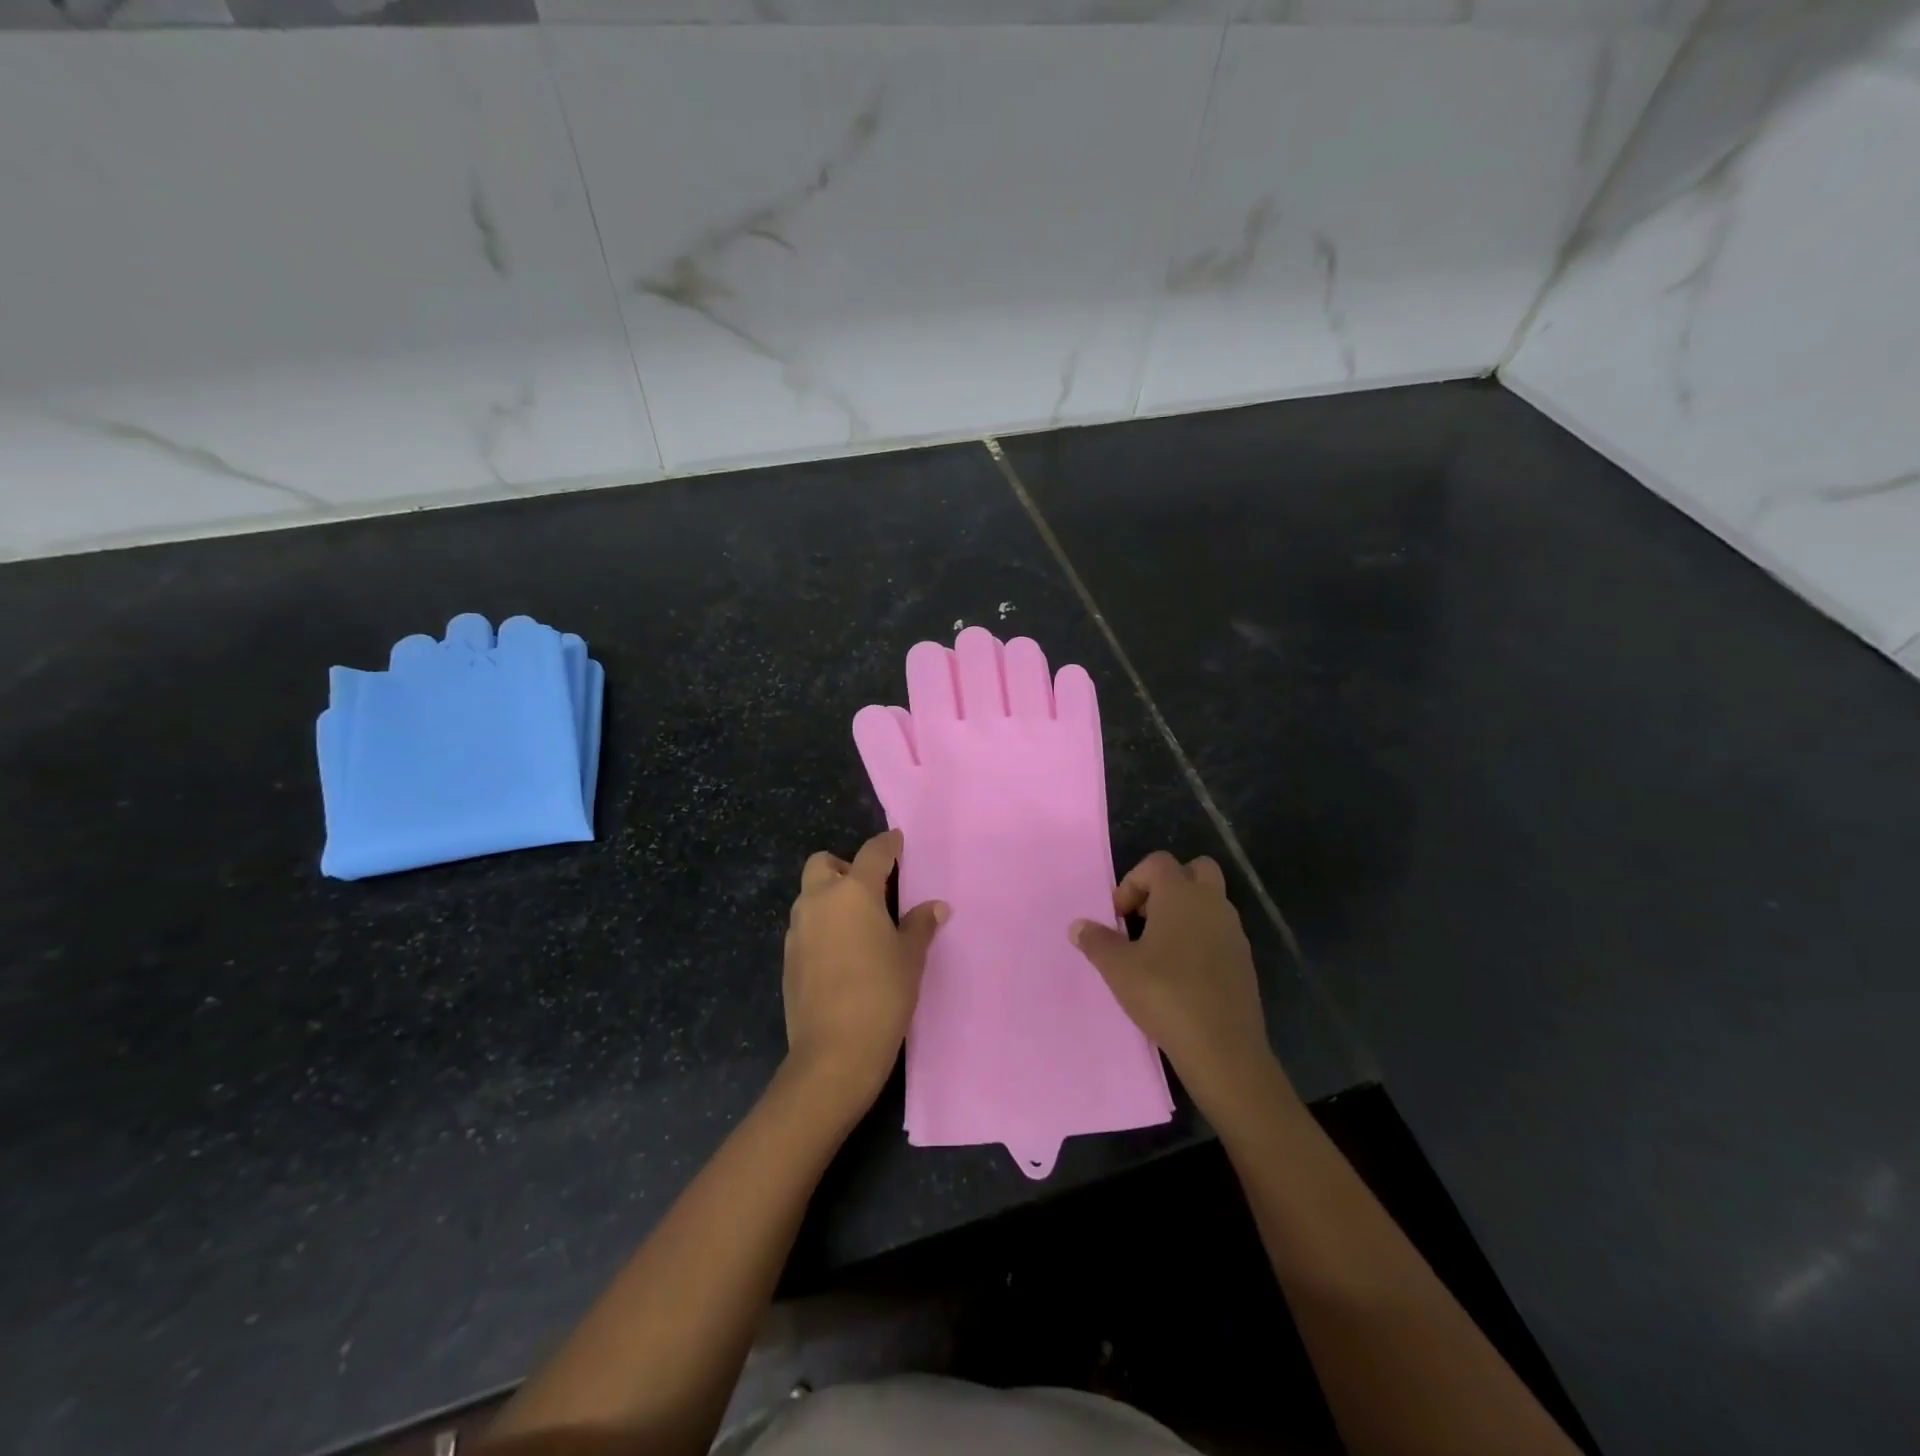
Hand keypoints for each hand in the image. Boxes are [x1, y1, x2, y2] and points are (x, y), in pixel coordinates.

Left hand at [782, 829, 947, 1116]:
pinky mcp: (788, 956)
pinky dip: (821, 925)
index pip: (873, 853)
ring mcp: (799, 929)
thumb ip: (920, 926)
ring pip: (810, 895)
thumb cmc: (882, 995)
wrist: (834, 1052)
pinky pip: (805, 925)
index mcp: (854, 892)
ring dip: (830, 897)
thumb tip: (936, 907)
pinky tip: (841, 952)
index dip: (888, 844)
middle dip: (845, 867)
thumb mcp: (910, 958)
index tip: (897, 841)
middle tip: (871, 890)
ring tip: (858, 924)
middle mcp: (820, 901)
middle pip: (825, 864)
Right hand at [1069, 851, 1277, 1110]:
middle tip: (1144, 919)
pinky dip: (1200, 940)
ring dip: (1184, 914)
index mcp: (1181, 894)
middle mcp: (1212, 903)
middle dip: (1167, 887)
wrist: (1222, 1048)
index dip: (1132, 883)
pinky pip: (1219, 933)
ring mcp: (1233, 932)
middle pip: (1194, 870)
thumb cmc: (1164, 994)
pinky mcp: (1244, 961)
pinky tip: (1181, 974)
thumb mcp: (1117, 968)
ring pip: (1209, 903)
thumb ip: (1096, 941)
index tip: (1118, 918)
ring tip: (1158, 950)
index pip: (1157, 862)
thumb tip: (1078, 926)